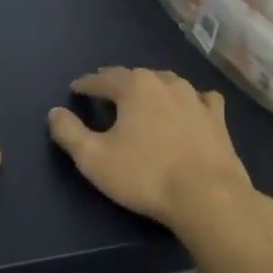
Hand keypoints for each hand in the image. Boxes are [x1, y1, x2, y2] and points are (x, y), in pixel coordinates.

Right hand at [48, 68, 262, 234]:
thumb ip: (69, 133)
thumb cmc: (145, 176)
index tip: (75, 89)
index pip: (102, 79)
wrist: (208, 197)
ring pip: (167, 82)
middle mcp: (165, 83)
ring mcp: (195, 98)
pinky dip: (189, 99)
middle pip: (134, 76)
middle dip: (116, 81)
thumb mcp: (93, 158)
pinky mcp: (217, 118)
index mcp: (134, 87)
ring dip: (150, 86)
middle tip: (103, 89)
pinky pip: (200, 98)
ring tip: (141, 96)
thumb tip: (55, 112)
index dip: (86, 84)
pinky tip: (189, 105)